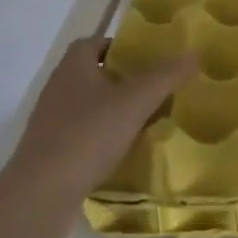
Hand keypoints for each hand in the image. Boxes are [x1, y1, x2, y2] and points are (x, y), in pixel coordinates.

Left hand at [7, 40, 195, 200]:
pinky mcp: (52, 151)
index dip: (120, 46)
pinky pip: (84, 134)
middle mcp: (58, 89)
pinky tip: (126, 150)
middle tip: (155, 89)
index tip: (147, 59)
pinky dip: (105, 136)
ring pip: (89, 106)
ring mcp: (51, 122)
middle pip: (94, 74)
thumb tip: (195, 53)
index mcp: (73, 68)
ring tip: (147, 120)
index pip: (94, 43)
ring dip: (115, 110)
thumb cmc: (88, 135)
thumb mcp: (135, 102)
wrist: (42, 193)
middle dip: (124, 80)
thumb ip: (166, 76)